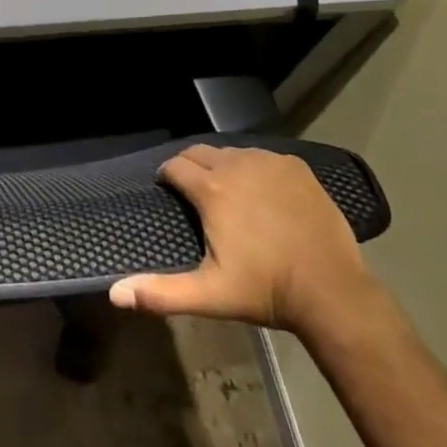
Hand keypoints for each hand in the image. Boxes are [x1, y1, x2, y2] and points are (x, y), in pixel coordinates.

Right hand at [107, 145, 376, 338]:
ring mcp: (268, 161)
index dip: (167, 177)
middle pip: (200, 152)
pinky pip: (264, 158)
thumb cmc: (266, 291)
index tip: (168, 192)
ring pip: (233, 152)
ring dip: (223, 166)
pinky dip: (256, 169)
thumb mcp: (209, 294)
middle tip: (195, 192)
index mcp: (211, 188)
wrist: (333, 291)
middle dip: (191, 166)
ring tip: (229, 193)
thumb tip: (114, 293)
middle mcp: (236, 163)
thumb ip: (161, 292)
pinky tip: (263, 194)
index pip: (175, 166)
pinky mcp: (295, 166)